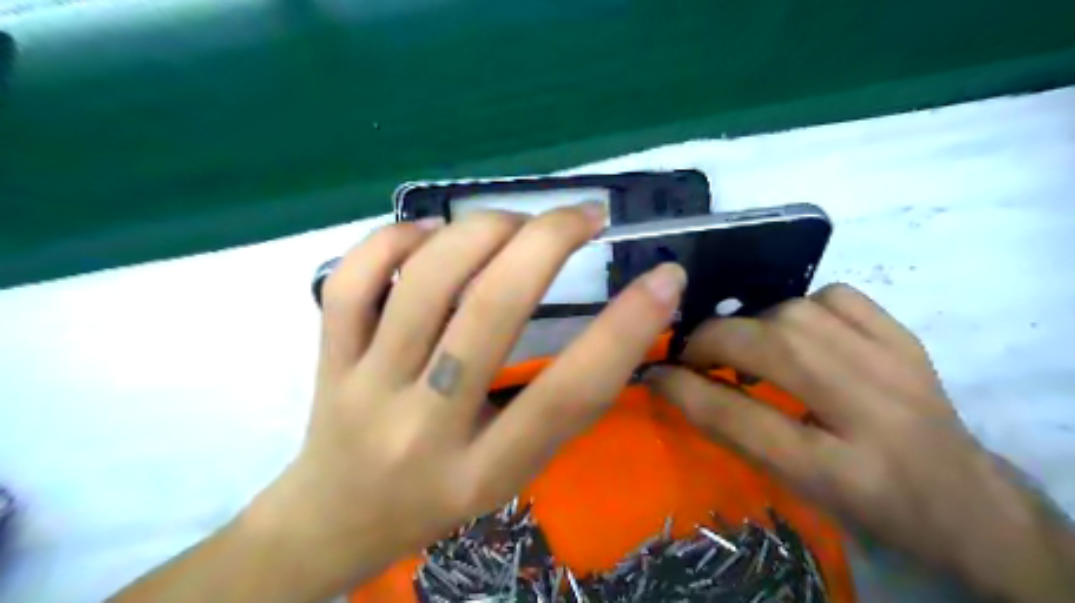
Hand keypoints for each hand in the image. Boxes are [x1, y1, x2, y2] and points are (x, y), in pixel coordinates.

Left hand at [249, 204, 683, 597]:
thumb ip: (558, 408)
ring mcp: (366, 387)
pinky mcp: (328, 359)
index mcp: (486, 470)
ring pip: (424, 282)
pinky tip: (431, 232)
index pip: (568, 395)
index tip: (665, 277)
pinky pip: (353, 282)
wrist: (338, 521)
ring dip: (483, 230)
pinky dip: (396, 239)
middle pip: (490, 312)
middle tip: (584, 216)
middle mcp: (424, 427)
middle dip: (547, 243)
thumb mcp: (514, 473)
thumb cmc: (442, 498)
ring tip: (517, 222)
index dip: (626, 330)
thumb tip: (613, 320)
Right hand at [645, 285, 1074, 599]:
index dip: (682, 389)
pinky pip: (838, 296)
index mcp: (840, 474)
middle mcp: (874, 415)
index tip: (652, 372)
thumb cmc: (869, 508)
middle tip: (690, 352)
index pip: (739, 419)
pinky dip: (801, 305)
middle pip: (772, 351)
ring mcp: (898, 369)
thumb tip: (677, 383)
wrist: (967, 504)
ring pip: (799, 314)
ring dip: (753, 323)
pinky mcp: (909, 341)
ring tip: (742, 344)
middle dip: (712, 341)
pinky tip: (794, 328)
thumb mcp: (798, 490)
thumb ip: (738, 434)